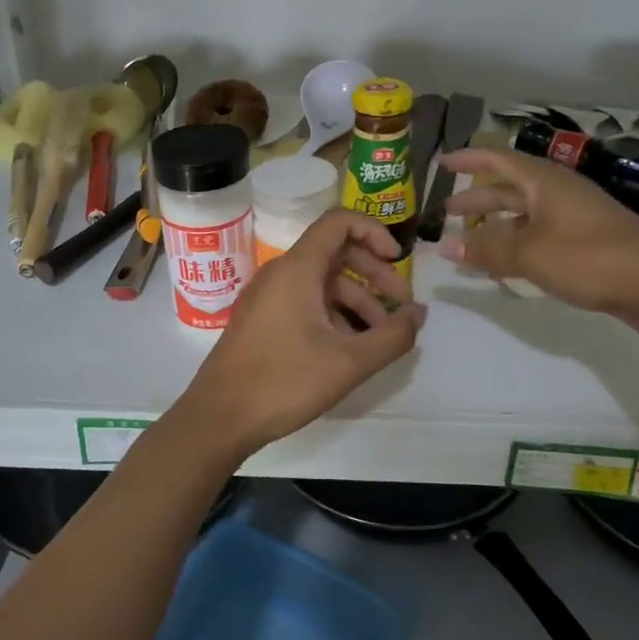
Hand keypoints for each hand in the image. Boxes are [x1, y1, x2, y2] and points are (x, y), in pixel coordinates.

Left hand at [177, 209, 426, 458]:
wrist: (219, 417)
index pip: (338, 222)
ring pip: (322, 282)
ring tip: (382, 336)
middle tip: (402, 305)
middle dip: (374, 274)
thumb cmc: (284, 381)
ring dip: (357, 300)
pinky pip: (305, 301)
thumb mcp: (349, 363)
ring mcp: (268, 296)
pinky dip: (334, 314)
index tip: (398, 260)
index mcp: (297, 268)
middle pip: (335, 252)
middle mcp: (281, 273)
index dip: (373, 231)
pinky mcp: (262, 319)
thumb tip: (419, 314)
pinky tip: (351, 347)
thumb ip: (392, 336)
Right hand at [436, 147, 638, 322]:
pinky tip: (507, 263)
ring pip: (526, 213)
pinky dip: (518, 242)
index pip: (498, 160)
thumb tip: (444, 246)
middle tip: (448, 212)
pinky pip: (541, 234)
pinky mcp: (587, 241)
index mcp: (544, 182)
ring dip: (497, 224)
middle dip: (478, 199)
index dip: (469, 160)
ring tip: (471, 239)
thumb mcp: (529, 253)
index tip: (443, 163)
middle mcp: (559, 192)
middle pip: (510, 189)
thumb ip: (485, 249)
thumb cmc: (587, 258)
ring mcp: (576, 216)